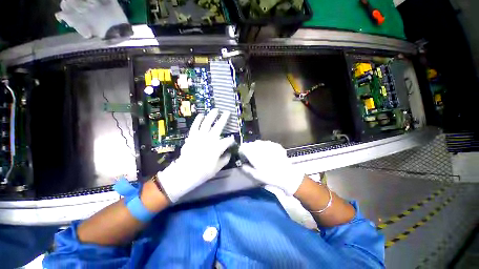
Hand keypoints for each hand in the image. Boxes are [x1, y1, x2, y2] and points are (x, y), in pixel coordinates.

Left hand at [158, 109, 234, 202]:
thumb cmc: (204, 171)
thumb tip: (229, 153)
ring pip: (207, 122)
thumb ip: (225, 159)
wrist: (185, 172)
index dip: (231, 140)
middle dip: (224, 118)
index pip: (228, 141)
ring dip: (212, 115)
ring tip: (216, 110)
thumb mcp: (218, 167)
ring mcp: (200, 136)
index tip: (232, 141)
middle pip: (219, 126)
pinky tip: (201, 115)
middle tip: (227, 112)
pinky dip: (198, 119)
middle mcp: (210, 138)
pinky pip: (195, 125)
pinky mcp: (192, 136)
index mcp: (218, 146)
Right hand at [239, 140, 304, 195]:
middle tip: (253, 157)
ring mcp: (269, 144)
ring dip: (258, 148)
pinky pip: (268, 144)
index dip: (242, 151)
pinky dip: (266, 148)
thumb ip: (246, 168)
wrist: (286, 175)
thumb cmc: (268, 176)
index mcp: (253, 153)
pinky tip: (270, 155)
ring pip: (259, 143)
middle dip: (250, 149)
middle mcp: (260, 146)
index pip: (243, 147)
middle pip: (251, 144)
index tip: (244, 156)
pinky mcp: (276, 145)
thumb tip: (242, 164)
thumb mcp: (255, 175)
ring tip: (262, 156)